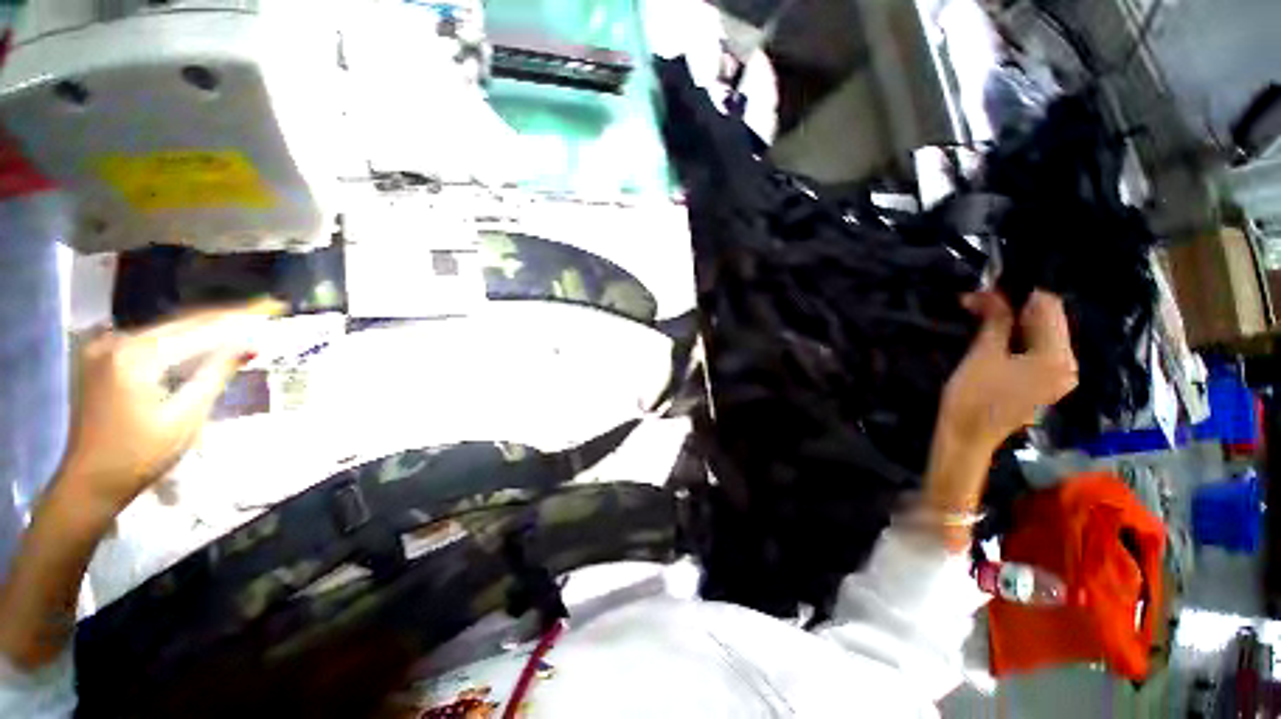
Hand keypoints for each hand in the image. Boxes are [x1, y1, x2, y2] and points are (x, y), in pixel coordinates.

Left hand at [58, 298, 284, 512]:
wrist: (89, 483)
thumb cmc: (141, 455)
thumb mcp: (185, 417)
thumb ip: (215, 374)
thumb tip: (250, 346)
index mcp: (137, 355)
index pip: (199, 327)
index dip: (240, 315)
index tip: (274, 304)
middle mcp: (117, 341)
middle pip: (181, 323)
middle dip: (224, 317)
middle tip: (265, 308)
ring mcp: (104, 348)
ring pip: (165, 330)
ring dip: (203, 327)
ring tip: (241, 322)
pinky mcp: (100, 359)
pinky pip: (148, 341)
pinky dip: (179, 339)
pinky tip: (200, 339)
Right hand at [915, 290, 1077, 548]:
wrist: (967, 436)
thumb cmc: (973, 396)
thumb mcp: (983, 353)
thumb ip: (996, 319)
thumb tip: (991, 292)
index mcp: (1056, 356)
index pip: (1048, 307)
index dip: (1019, 292)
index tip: (989, 287)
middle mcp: (1068, 364)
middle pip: (1049, 320)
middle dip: (1017, 306)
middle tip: (982, 300)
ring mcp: (1059, 376)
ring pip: (1043, 334)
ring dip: (1016, 321)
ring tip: (986, 314)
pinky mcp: (1046, 383)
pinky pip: (1039, 350)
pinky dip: (1020, 338)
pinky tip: (998, 334)